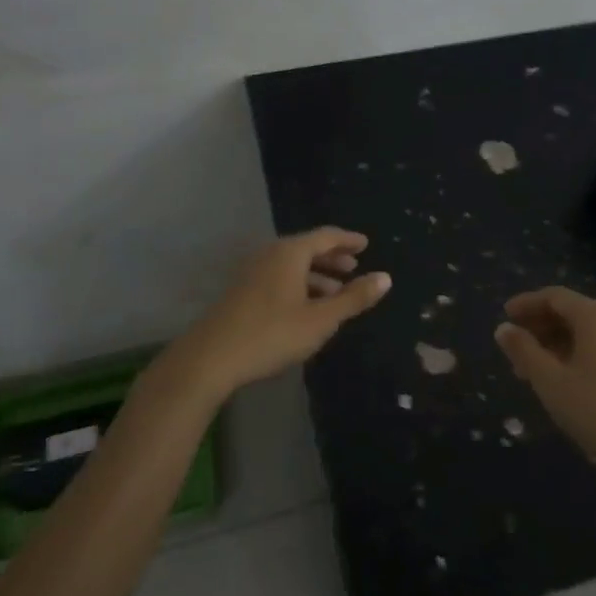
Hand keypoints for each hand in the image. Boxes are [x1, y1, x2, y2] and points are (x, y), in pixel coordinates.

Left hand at [170, 228, 390, 398]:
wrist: (210, 358)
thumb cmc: (272, 334)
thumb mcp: (321, 319)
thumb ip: (354, 298)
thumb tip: (385, 278)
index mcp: (290, 253)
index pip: (326, 236)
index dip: (348, 240)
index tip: (365, 244)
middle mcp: (270, 254)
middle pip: (307, 248)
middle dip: (332, 258)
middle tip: (354, 268)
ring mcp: (252, 272)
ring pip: (292, 265)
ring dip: (316, 275)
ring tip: (335, 292)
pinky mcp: (241, 291)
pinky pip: (279, 277)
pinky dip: (299, 284)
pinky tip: (306, 307)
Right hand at [494, 287, 595, 483]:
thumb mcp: (551, 381)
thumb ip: (524, 351)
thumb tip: (504, 329)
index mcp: (595, 316)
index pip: (554, 297)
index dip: (526, 304)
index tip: (504, 315)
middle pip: (571, 313)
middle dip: (539, 327)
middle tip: (514, 347)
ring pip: (585, 335)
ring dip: (555, 346)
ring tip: (531, 371)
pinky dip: (574, 357)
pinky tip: (562, 384)